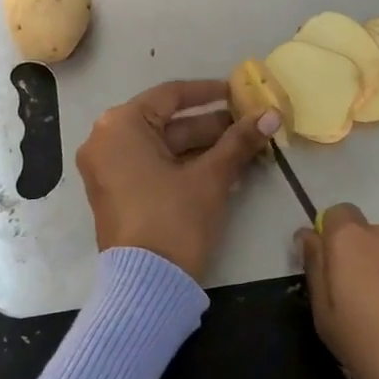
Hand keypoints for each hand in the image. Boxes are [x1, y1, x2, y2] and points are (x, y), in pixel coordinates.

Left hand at [78, 80, 279, 281]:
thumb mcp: (211, 177)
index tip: (239, 91)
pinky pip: (153, 166)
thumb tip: (271, 114)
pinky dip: (184, 165)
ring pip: (163, 147)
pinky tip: (223, 167)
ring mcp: (108, 169)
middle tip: (250, 124)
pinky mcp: (116, 193)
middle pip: (167, 123)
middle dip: (212, 125)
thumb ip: (239, 141)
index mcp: (120, 125)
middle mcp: (106, 140)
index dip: (209, 93)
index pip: (170, 95)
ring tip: (245, 146)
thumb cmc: (175, 220)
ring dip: (203, 147)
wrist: (147, 286)